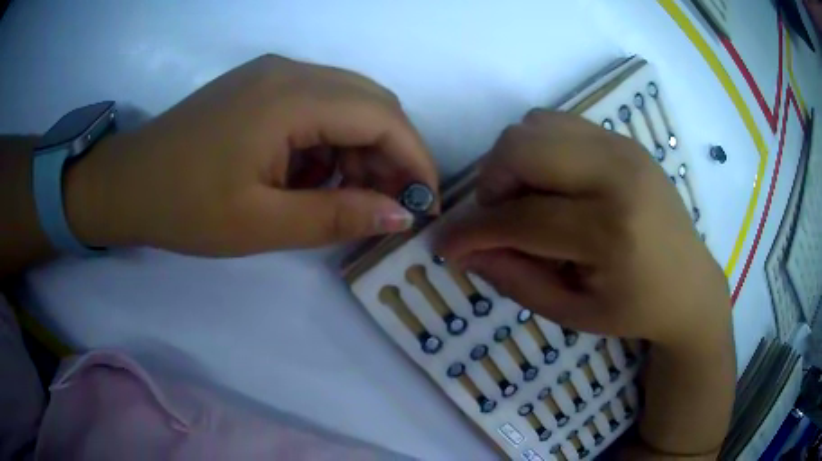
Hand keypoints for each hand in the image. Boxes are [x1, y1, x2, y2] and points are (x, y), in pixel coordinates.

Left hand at [64, 54, 437, 255]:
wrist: (127, 183)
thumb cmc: (184, 207)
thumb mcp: (260, 224)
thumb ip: (336, 216)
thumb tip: (400, 214)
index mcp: (290, 98)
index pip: (382, 117)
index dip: (415, 159)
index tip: (425, 202)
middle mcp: (290, 71)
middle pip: (372, 101)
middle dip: (393, 152)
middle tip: (390, 202)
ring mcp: (274, 73)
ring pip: (348, 100)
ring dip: (362, 146)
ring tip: (348, 194)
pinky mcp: (261, 84)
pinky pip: (318, 103)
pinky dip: (331, 138)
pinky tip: (312, 173)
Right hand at [437, 110, 729, 348]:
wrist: (690, 283)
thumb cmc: (635, 308)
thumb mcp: (572, 312)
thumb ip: (514, 280)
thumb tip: (465, 252)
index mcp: (610, 233)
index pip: (520, 218)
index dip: (471, 232)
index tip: (443, 245)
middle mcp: (617, 175)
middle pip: (522, 148)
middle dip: (491, 183)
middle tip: (497, 218)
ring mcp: (623, 149)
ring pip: (535, 125)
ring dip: (513, 162)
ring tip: (525, 200)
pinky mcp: (624, 141)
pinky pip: (559, 124)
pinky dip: (539, 149)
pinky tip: (551, 183)